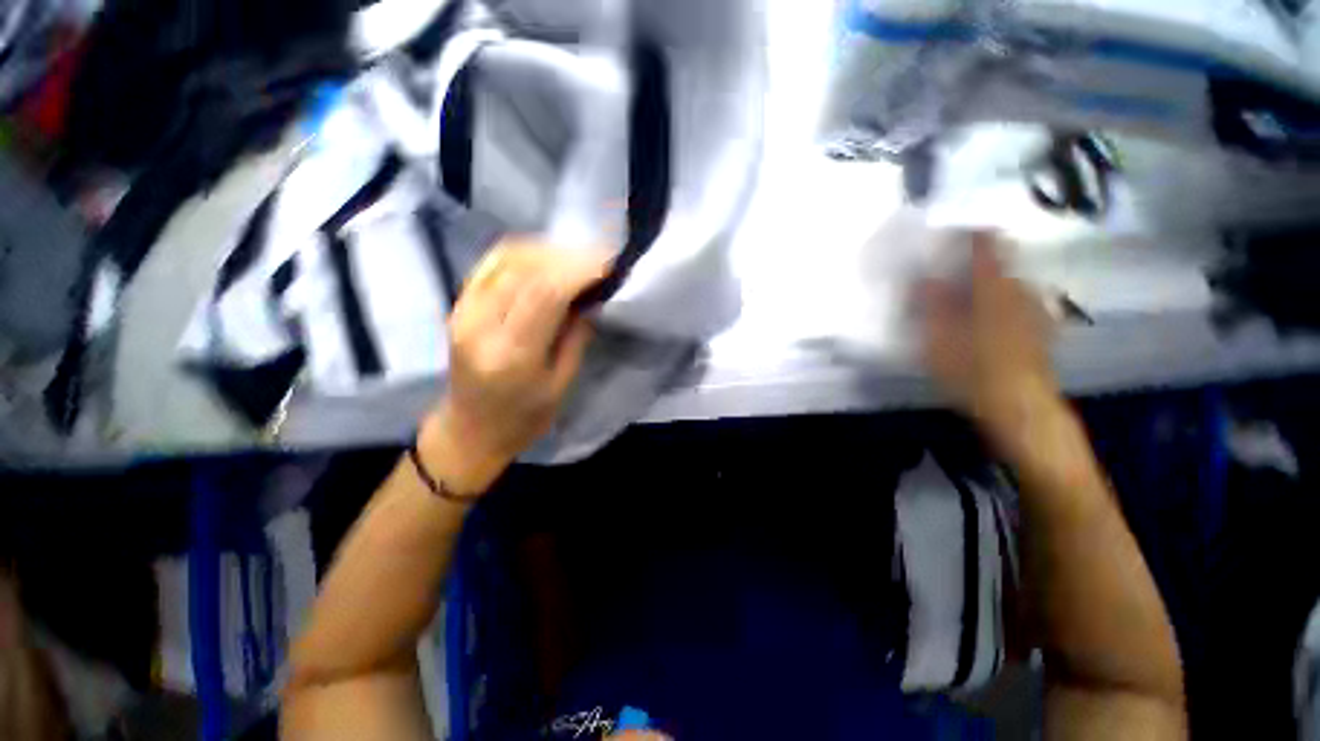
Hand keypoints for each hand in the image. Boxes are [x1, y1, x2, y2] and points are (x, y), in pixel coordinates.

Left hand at [421, 240, 611, 492]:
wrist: (469, 431)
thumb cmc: (522, 419)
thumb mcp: (560, 387)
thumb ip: (576, 339)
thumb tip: (591, 300)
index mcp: (511, 354)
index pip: (544, 294)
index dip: (578, 272)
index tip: (608, 264)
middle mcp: (481, 324)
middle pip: (525, 269)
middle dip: (568, 258)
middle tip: (599, 258)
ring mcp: (464, 310)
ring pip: (506, 259)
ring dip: (546, 251)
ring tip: (576, 258)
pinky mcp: (459, 305)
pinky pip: (491, 264)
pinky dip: (523, 254)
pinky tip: (546, 258)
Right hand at [921, 234, 1058, 442]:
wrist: (1020, 406)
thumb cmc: (973, 368)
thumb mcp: (937, 336)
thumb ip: (929, 302)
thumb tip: (923, 276)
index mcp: (994, 285)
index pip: (985, 243)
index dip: (968, 232)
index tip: (948, 231)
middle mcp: (1020, 288)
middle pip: (999, 260)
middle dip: (973, 260)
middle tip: (946, 269)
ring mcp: (1035, 308)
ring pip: (1008, 281)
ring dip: (985, 281)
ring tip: (961, 294)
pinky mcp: (1041, 328)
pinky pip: (1016, 301)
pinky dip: (998, 301)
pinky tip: (983, 319)